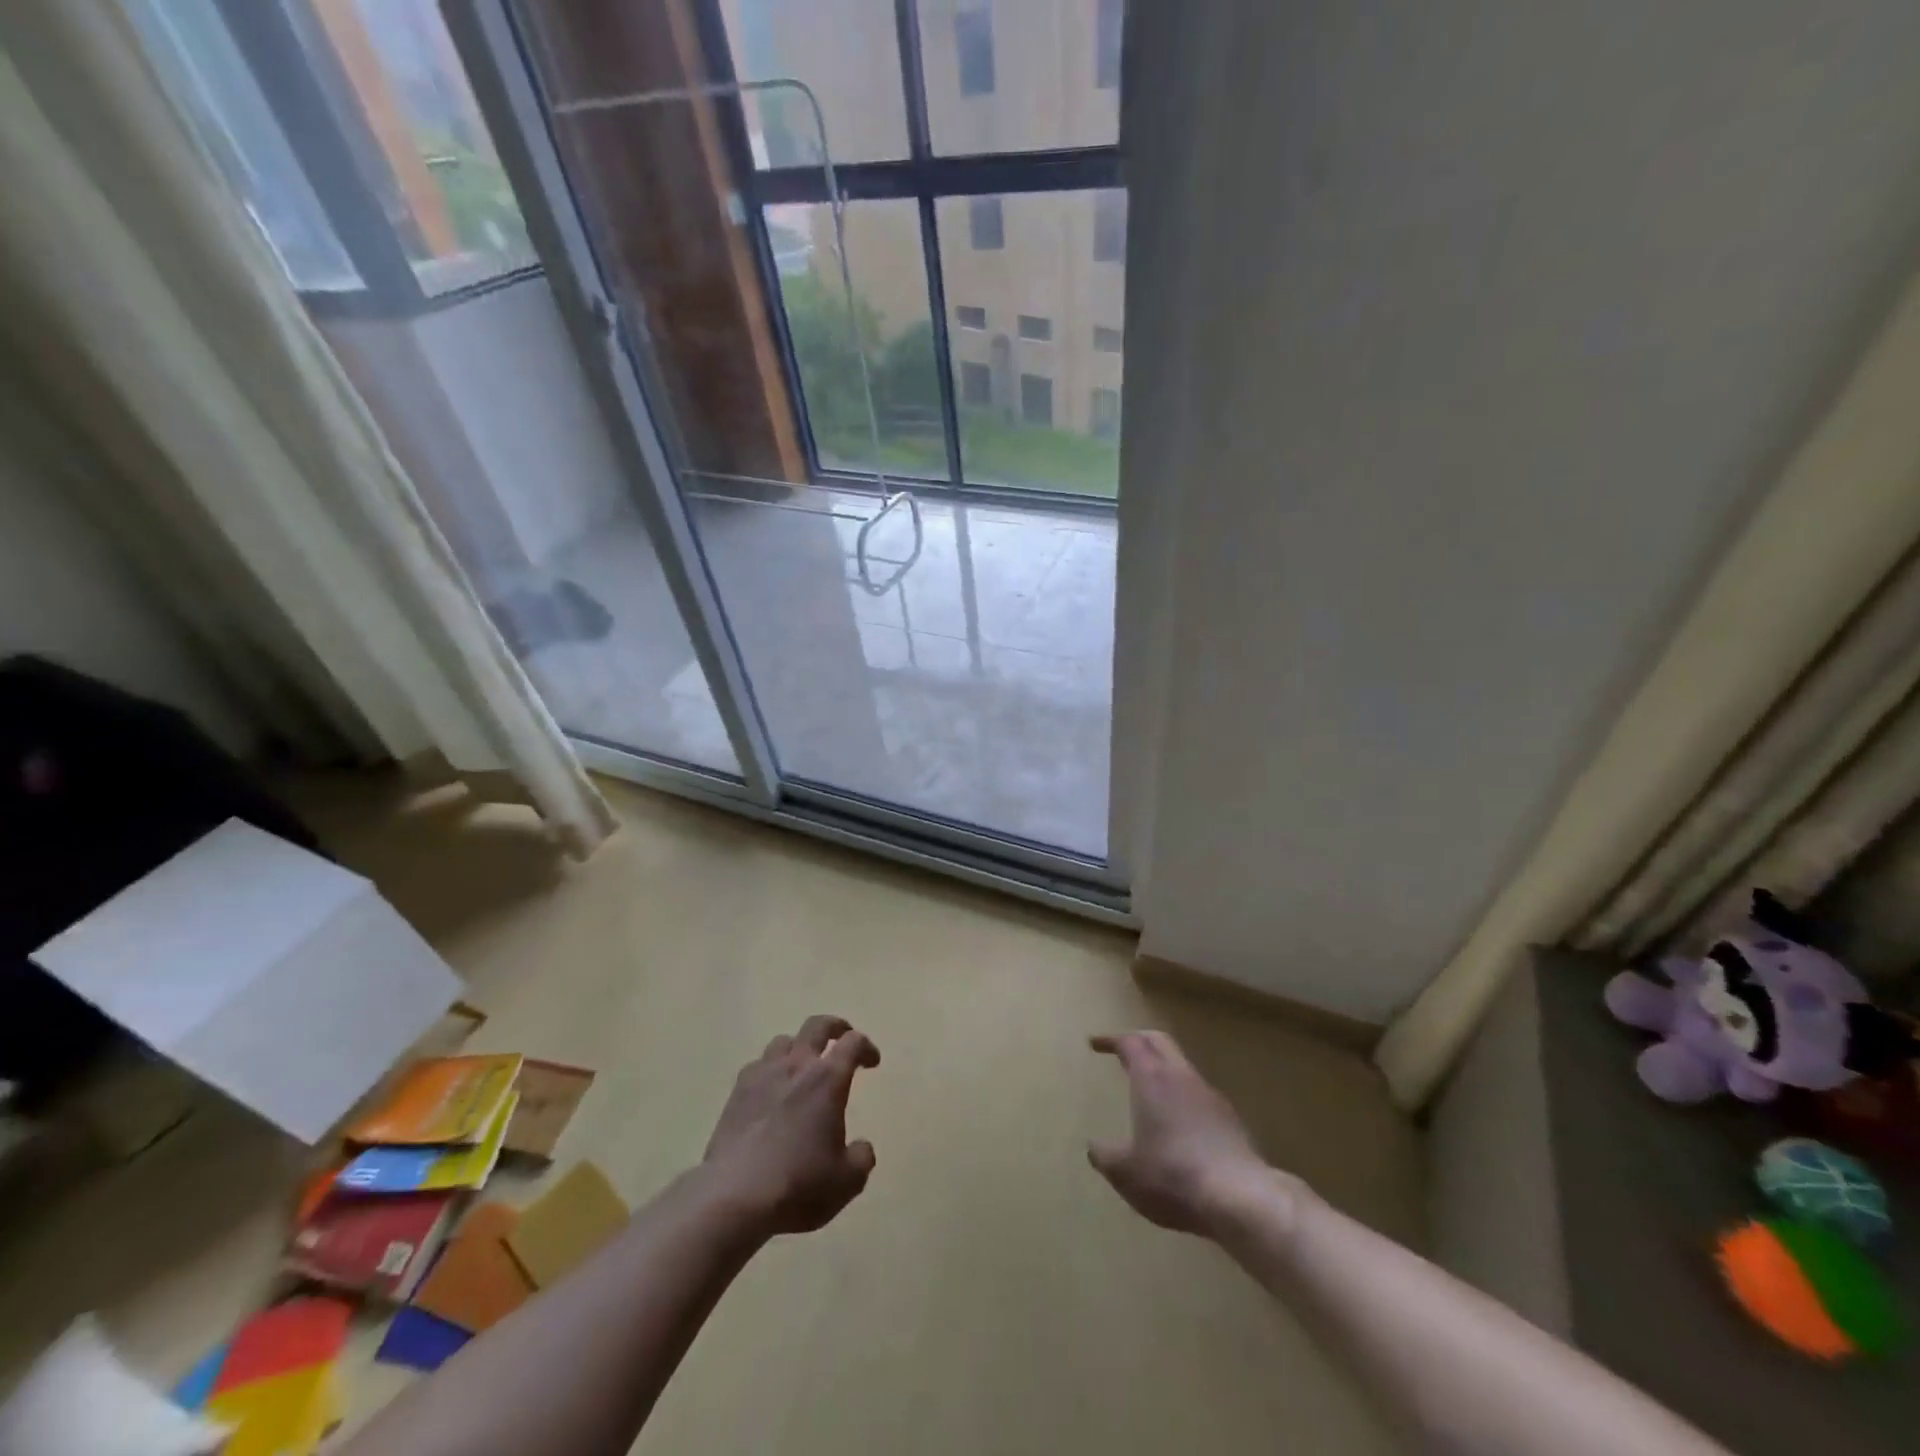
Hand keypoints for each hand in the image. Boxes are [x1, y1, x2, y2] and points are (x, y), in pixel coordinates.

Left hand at [702, 1015, 880, 1235]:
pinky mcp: (736, 1093)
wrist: (734, 1196)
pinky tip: (771, 1089)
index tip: (872, 1062)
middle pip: (817, 1026)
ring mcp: (762, 1075)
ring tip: (803, 1064)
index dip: (866, 1047)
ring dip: (799, 1046)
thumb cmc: (798, 1184)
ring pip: (784, 1041)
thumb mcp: (846, 1181)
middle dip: (835, 1026)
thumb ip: (861, 1158)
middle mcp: (797, 1066)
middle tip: (843, 1037)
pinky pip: (757, 1065)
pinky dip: (770, 1069)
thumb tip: (861, 1147)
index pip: (853, 1043)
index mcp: (828, 1079)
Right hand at [1088, 1030, 1282, 1234]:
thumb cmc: (1171, 1176)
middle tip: (1122, 1049)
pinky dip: (1182, 1095)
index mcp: (1151, 1077)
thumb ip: (1106, 1156)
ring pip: (1182, 1066)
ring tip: (1150, 1087)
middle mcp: (1181, 1076)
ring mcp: (1209, 1095)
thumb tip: (1094, 1147)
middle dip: (1139, 1040)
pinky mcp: (1230, 1119)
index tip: (1095, 1043)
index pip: (1129, 1042)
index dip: (1111, 1039)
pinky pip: (1199, 1094)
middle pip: (1159, 1042)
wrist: (1240, 1198)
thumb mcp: (1126, 1172)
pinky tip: (1179, 1122)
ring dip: (1163, 1068)